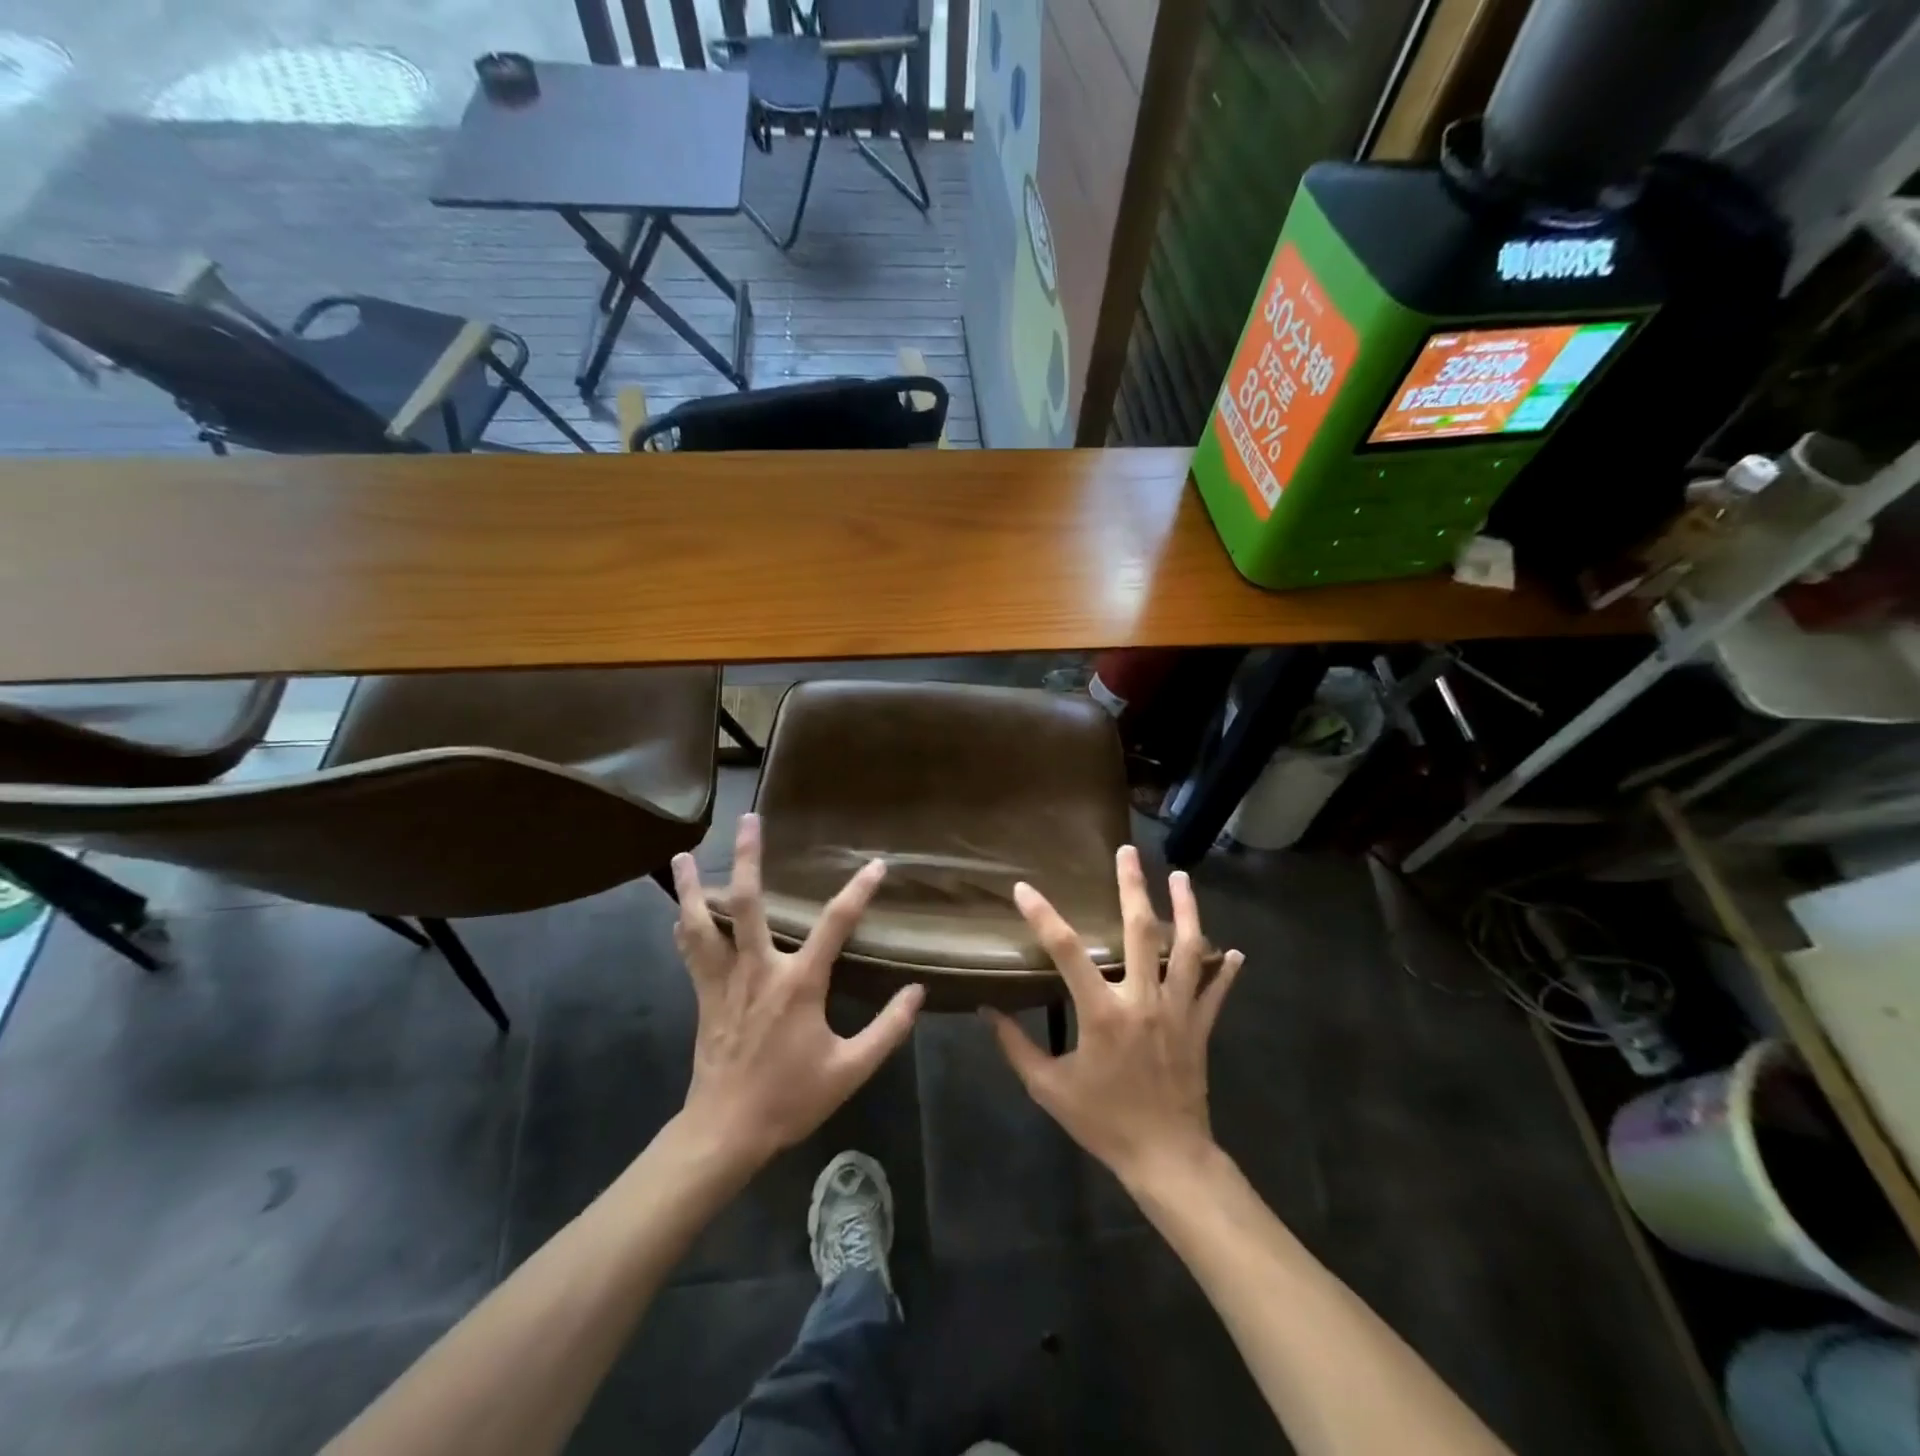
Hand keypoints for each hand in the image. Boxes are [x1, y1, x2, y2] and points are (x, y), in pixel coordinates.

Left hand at [670, 814, 924, 1169]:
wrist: (726, 1131)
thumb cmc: (791, 1097)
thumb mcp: (851, 1069)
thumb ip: (888, 1029)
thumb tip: (918, 992)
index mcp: (799, 983)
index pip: (835, 924)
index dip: (859, 890)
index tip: (876, 865)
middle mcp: (758, 969)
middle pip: (749, 903)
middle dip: (750, 858)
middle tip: (749, 819)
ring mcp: (725, 981)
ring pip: (703, 923)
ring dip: (693, 887)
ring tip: (683, 856)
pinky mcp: (704, 995)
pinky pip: (690, 952)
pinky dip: (685, 927)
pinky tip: (678, 910)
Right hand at [985, 846, 1242, 1188]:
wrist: (1166, 1159)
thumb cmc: (1104, 1122)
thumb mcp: (1049, 1089)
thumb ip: (1016, 1047)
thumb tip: (987, 1011)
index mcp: (1102, 1013)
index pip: (1067, 952)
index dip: (1043, 917)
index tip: (1024, 889)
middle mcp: (1143, 1001)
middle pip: (1140, 931)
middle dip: (1133, 887)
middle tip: (1128, 852)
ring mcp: (1178, 1012)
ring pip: (1187, 950)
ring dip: (1185, 910)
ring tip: (1180, 877)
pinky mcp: (1200, 1028)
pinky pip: (1216, 993)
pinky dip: (1225, 971)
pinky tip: (1234, 952)